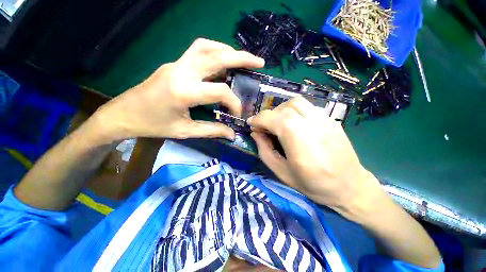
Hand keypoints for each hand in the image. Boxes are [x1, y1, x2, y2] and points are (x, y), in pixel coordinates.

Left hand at [95, 38, 264, 141]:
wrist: (124, 113)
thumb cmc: (154, 125)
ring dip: (228, 50)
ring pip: (207, 46)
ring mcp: (176, 63)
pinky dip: (215, 51)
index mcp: (184, 92)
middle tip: (259, 62)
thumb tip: (232, 134)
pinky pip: (198, 50)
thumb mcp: (185, 132)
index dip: (234, 102)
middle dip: (241, 58)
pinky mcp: (174, 63)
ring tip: (242, 59)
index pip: (220, 91)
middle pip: (216, 56)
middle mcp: (181, 71)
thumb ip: (212, 131)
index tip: (238, 113)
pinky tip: (223, 60)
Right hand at [248, 97, 384, 219]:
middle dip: (268, 115)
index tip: (251, 124)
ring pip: (296, 102)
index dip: (258, 119)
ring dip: (281, 110)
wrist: (350, 186)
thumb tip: (255, 133)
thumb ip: (265, 151)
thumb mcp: (281, 173)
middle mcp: (312, 126)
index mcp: (299, 142)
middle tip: (264, 127)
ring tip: (278, 123)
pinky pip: (307, 107)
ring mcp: (324, 120)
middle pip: (284, 108)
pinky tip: (294, 124)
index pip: (274, 118)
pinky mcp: (331, 119)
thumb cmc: (313, 184)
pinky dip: (294, 111)